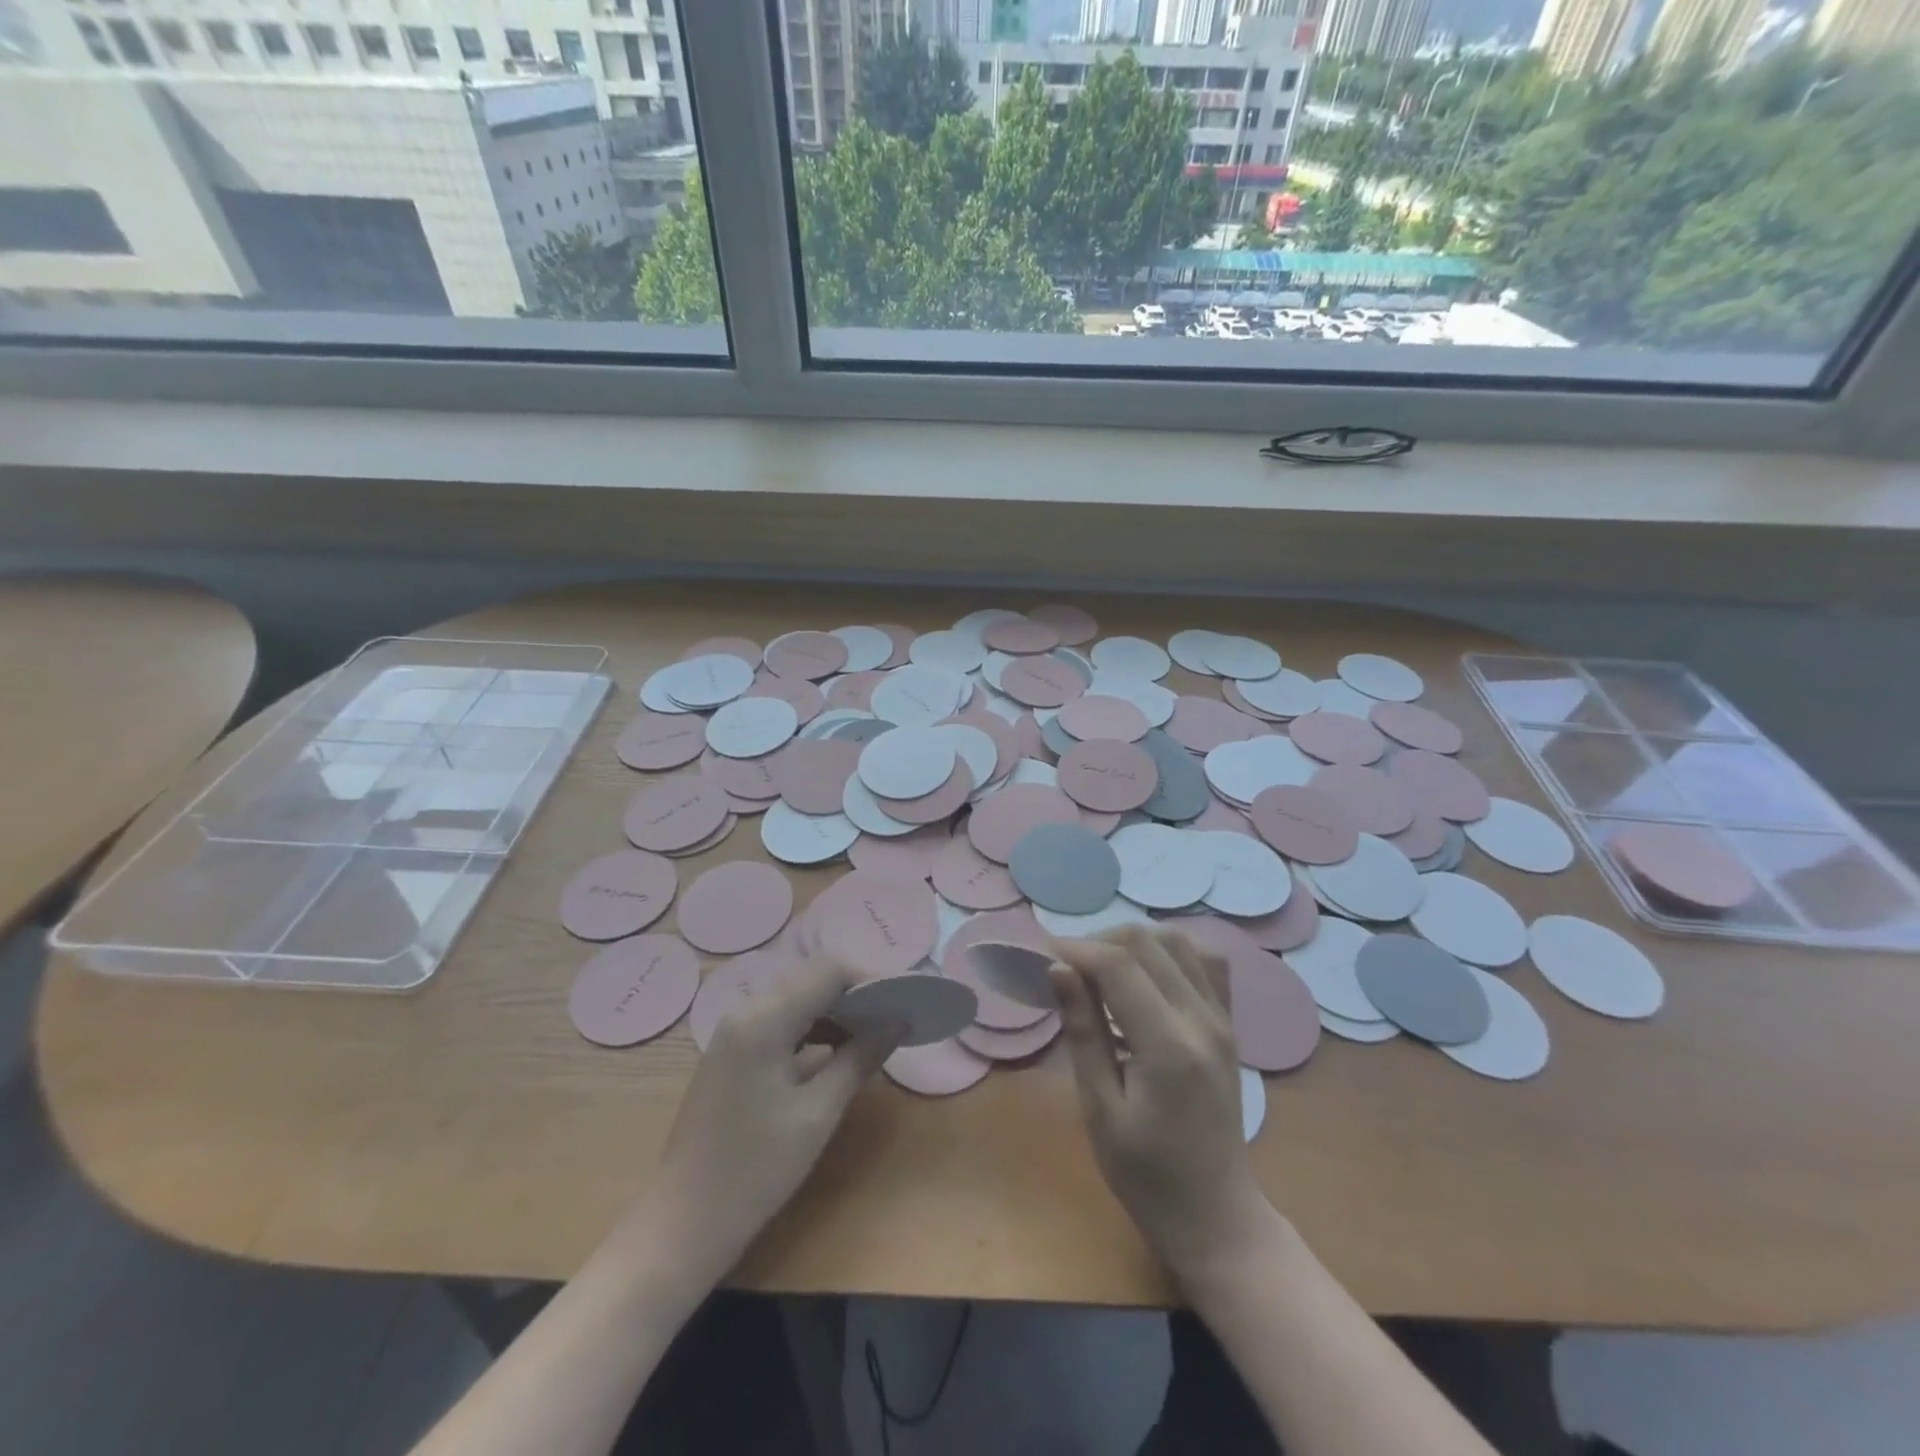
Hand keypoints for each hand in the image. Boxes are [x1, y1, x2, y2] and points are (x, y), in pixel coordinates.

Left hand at [646, 955, 899, 1279]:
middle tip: (894, 1019)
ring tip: (873, 1037)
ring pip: (797, 999)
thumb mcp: (818, 1113)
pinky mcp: (733, 1053)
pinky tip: (837, 1055)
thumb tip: (897, 1022)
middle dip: (856, 995)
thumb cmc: (756, 1169)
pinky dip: (813, 1030)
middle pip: (811, 980)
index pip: (828, 971)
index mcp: (763, 1019)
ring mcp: (734, 1032)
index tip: (902, 1003)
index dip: (869, 980)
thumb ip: (859, 1058)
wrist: (684, 1223)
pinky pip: (781, 1022)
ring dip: (835, 1012)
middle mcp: (746, 1012)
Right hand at [1050, 927, 1275, 1285]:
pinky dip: (1168, 952)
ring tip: (1099, 970)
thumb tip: (1058, 969)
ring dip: (1132, 943)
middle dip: (1098, 942)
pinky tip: (1143, 974)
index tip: (1041, 955)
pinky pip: (1204, 962)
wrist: (1216, 1216)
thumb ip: (1083, 1033)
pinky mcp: (1228, 1024)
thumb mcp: (1100, 1112)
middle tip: (1065, 968)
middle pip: (1148, 942)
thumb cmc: (1147, 1177)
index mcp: (1169, 1047)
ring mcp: (1222, 1019)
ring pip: (1177, 941)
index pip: (1119, 965)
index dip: (1076, 949)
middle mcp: (1203, 1020)